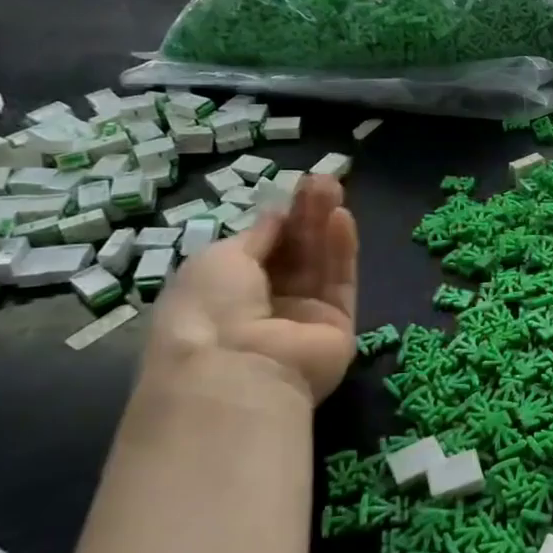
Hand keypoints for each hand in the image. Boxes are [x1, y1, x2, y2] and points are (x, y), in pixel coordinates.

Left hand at [148, 176, 358, 404]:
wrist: (236, 372)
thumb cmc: (209, 310)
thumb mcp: (219, 259)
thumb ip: (257, 236)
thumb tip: (276, 215)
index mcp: (225, 293)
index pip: (261, 249)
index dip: (278, 219)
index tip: (294, 190)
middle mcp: (265, 305)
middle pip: (294, 252)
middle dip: (306, 215)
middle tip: (323, 180)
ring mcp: (303, 318)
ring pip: (319, 263)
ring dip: (325, 224)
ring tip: (335, 187)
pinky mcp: (337, 327)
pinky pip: (340, 283)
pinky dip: (342, 251)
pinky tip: (343, 218)